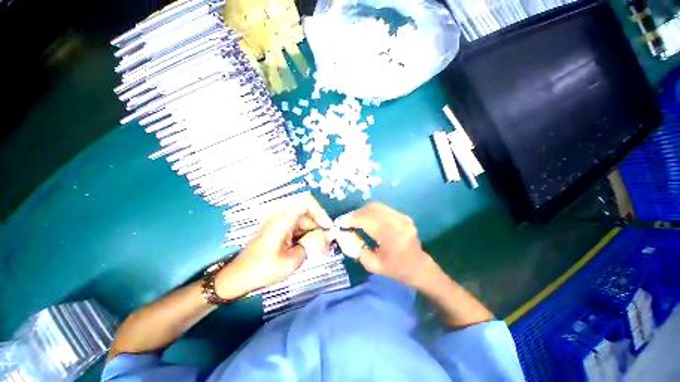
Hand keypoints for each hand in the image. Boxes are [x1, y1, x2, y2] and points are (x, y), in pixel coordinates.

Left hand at [214, 193, 332, 298]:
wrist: (238, 276)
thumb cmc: (262, 269)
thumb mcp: (292, 261)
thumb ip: (312, 246)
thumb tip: (325, 238)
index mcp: (282, 218)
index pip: (307, 202)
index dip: (320, 212)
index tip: (327, 228)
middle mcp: (282, 216)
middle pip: (308, 214)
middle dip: (319, 227)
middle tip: (327, 245)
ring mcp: (280, 222)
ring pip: (305, 222)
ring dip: (314, 233)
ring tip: (321, 249)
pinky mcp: (280, 229)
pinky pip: (298, 227)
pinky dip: (306, 236)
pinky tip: (310, 248)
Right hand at [335, 203, 432, 287]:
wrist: (418, 267)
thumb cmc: (396, 269)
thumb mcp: (373, 266)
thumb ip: (357, 249)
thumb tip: (345, 235)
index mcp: (391, 235)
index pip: (366, 220)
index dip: (351, 219)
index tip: (341, 223)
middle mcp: (397, 222)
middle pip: (371, 209)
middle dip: (356, 213)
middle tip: (347, 221)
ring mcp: (402, 217)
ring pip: (377, 206)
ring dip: (363, 211)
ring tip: (356, 219)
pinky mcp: (403, 216)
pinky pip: (383, 208)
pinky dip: (372, 211)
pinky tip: (368, 219)